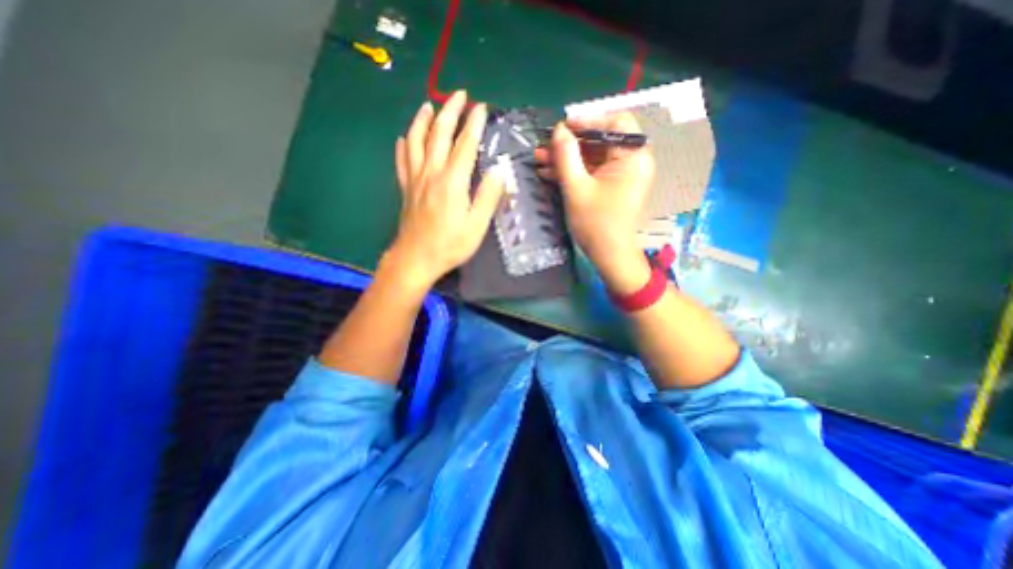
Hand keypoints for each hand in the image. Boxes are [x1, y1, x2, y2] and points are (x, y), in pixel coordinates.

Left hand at [389, 90, 505, 293]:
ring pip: (416, 141)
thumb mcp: (476, 226)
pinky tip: (404, 138)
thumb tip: (498, 171)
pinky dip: (404, 145)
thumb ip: (488, 197)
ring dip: (422, 120)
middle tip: (459, 95)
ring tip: (429, 106)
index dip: (474, 124)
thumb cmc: (450, 245)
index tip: (481, 107)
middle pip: (439, 134)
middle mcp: (431, 173)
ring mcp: (414, 179)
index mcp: (452, 181)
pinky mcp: (405, 188)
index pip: (465, 145)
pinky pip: (402, 160)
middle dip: (450, 111)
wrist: (416, 259)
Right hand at [530, 113, 657, 295]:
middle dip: (569, 144)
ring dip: (566, 158)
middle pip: (599, 140)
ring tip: (539, 160)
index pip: (615, 122)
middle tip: (543, 147)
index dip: (587, 120)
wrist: (609, 256)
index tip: (562, 128)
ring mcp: (621, 175)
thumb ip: (566, 156)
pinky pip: (592, 171)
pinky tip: (549, 173)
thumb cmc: (596, 224)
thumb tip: (559, 129)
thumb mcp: (576, 188)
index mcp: (633, 156)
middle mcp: (631, 161)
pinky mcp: (611, 186)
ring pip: (592, 157)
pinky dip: (572, 171)